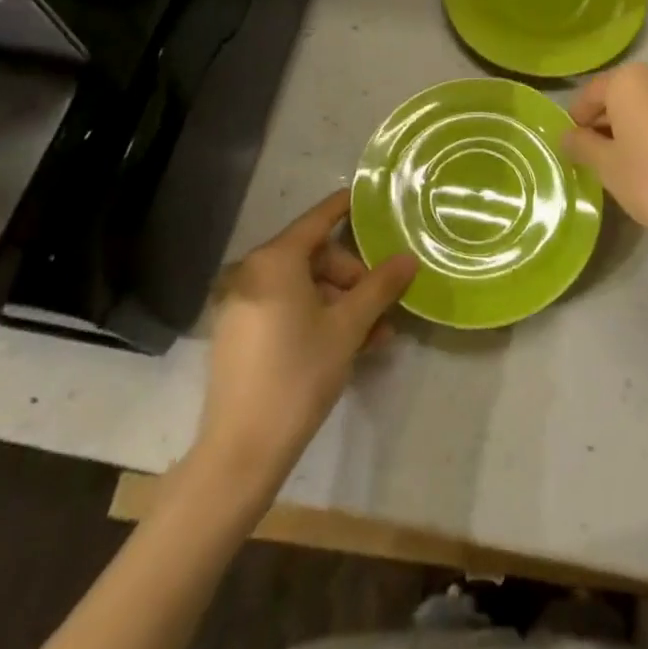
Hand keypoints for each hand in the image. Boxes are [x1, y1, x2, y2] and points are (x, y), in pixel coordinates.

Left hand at [195, 190, 417, 492]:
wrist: (241, 451)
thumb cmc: (299, 374)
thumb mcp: (348, 327)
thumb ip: (380, 286)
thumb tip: (408, 258)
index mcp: (275, 260)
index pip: (319, 218)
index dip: (347, 206)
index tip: (372, 197)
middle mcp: (252, 273)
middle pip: (315, 257)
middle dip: (353, 278)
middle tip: (382, 306)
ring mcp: (242, 304)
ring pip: (304, 287)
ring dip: (341, 304)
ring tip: (375, 336)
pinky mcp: (239, 334)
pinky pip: (286, 308)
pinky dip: (316, 318)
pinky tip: (346, 345)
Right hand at [563, 64, 647, 249]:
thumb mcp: (606, 166)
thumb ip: (581, 145)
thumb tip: (568, 136)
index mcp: (629, 79)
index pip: (591, 93)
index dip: (577, 119)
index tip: (573, 145)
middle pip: (620, 94)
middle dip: (605, 121)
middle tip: (595, 155)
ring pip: (647, 103)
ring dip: (631, 125)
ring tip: (624, 160)